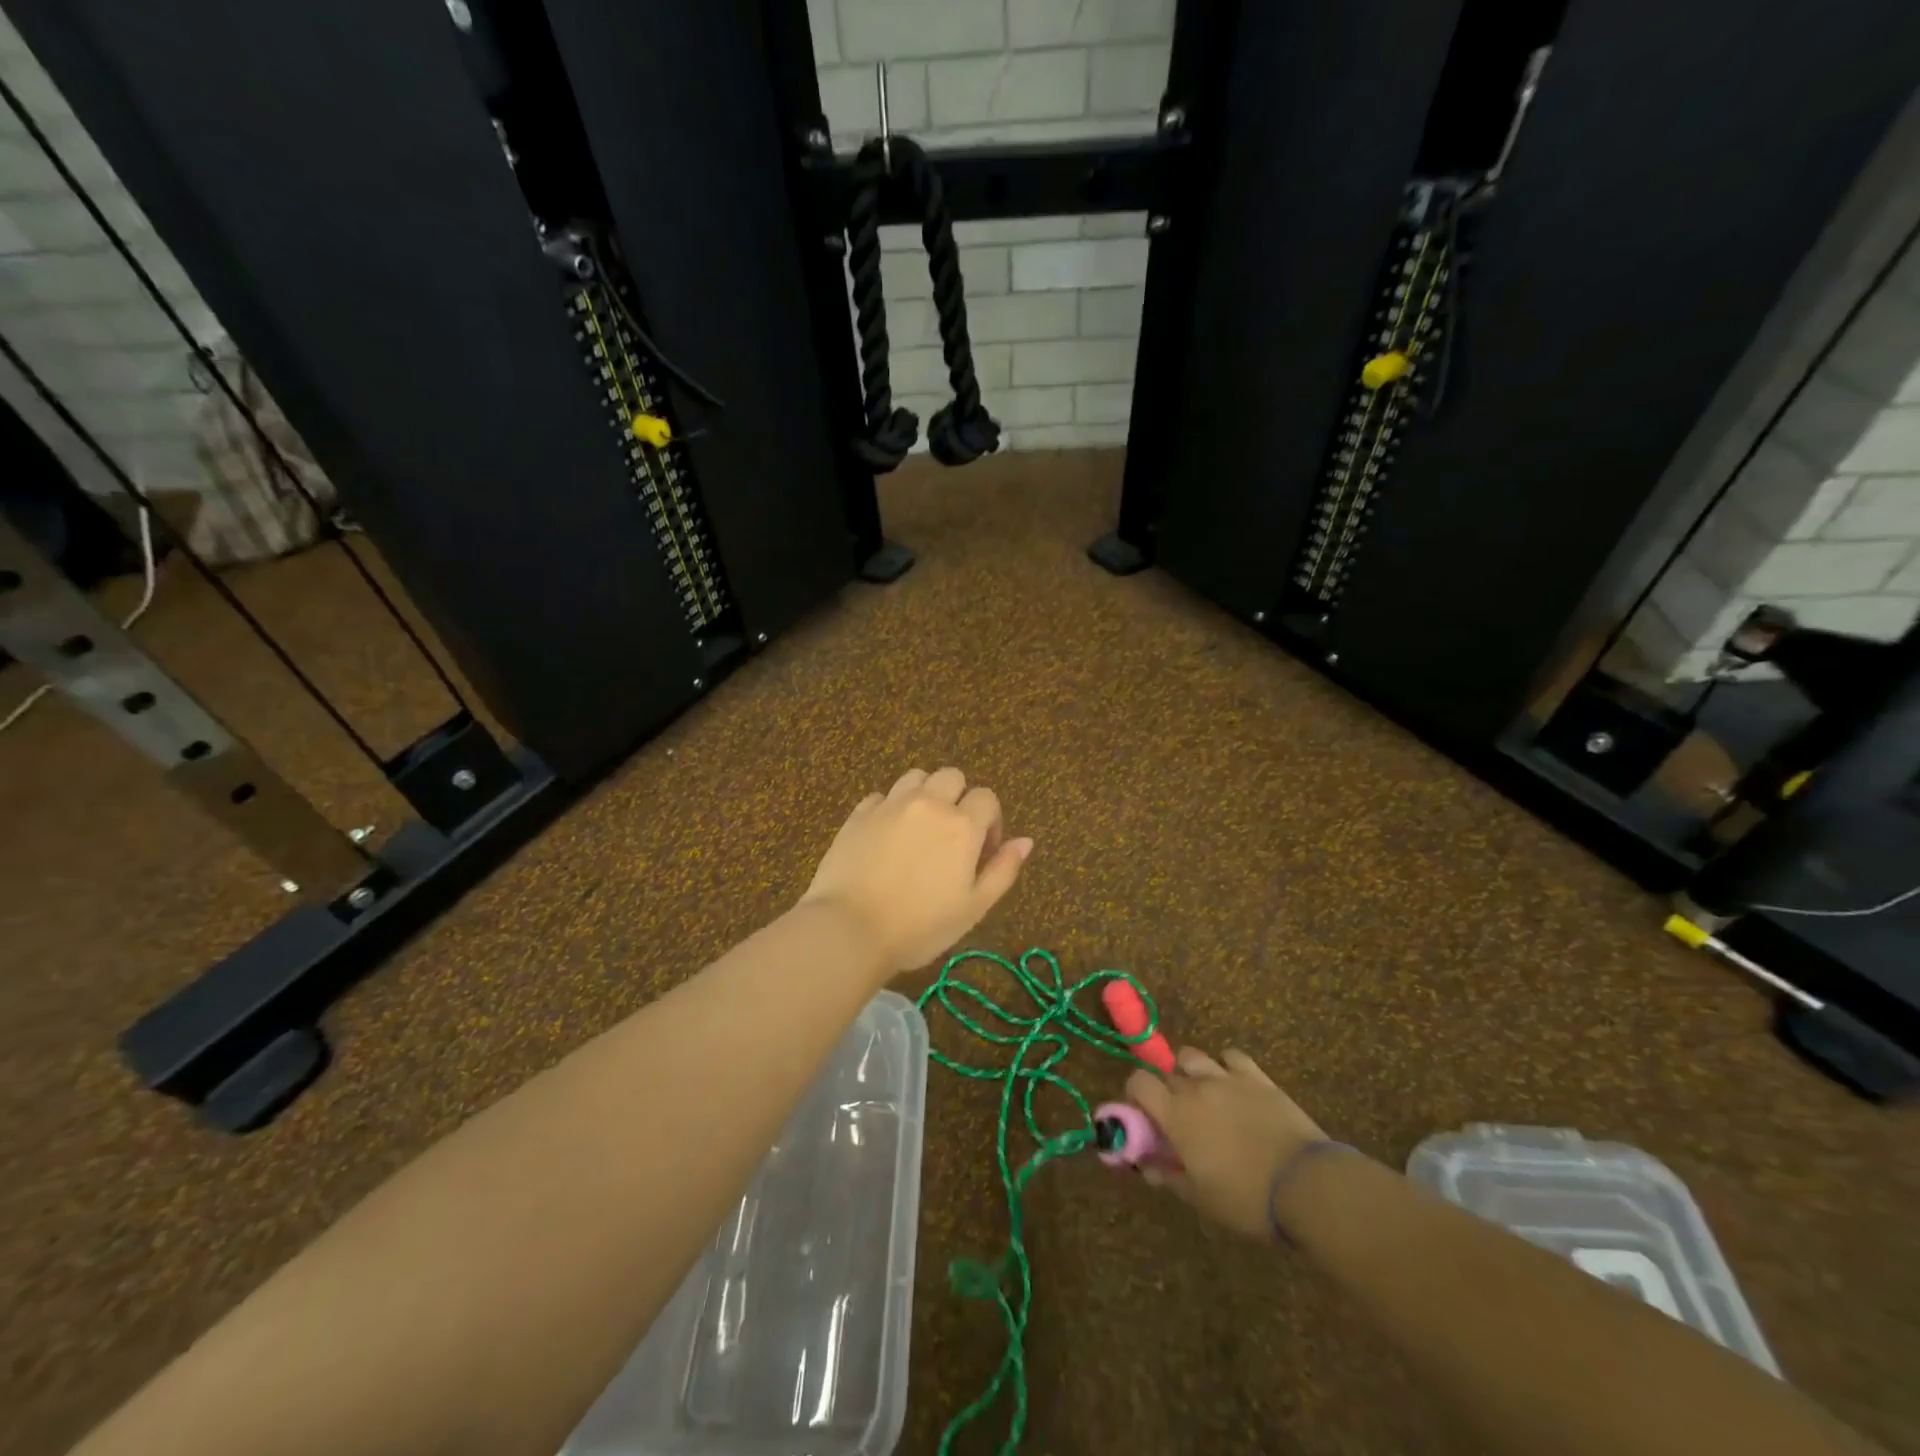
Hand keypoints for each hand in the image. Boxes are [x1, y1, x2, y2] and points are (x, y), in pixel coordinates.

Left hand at [801, 767, 1032, 975]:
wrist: (849, 929)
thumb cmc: (920, 926)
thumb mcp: (973, 907)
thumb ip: (1003, 870)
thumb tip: (1025, 841)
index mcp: (962, 825)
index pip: (986, 798)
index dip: (990, 821)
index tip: (982, 852)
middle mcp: (929, 804)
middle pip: (951, 777)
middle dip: (958, 798)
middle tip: (950, 836)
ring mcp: (890, 805)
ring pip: (915, 778)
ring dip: (924, 794)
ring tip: (918, 829)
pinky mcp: (859, 814)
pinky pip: (881, 796)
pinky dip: (889, 808)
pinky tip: (885, 836)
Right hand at [1127, 1046, 1329, 1239]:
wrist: (1306, 1186)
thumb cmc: (1246, 1198)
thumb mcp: (1200, 1197)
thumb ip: (1169, 1176)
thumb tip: (1147, 1166)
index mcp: (1175, 1115)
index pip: (1138, 1082)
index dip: (1135, 1094)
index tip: (1144, 1115)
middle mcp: (1195, 1088)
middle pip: (1167, 1074)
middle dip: (1167, 1092)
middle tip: (1179, 1120)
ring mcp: (1227, 1078)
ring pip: (1194, 1057)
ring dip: (1192, 1072)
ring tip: (1204, 1096)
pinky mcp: (1257, 1077)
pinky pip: (1232, 1056)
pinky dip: (1227, 1066)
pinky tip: (1234, 1085)